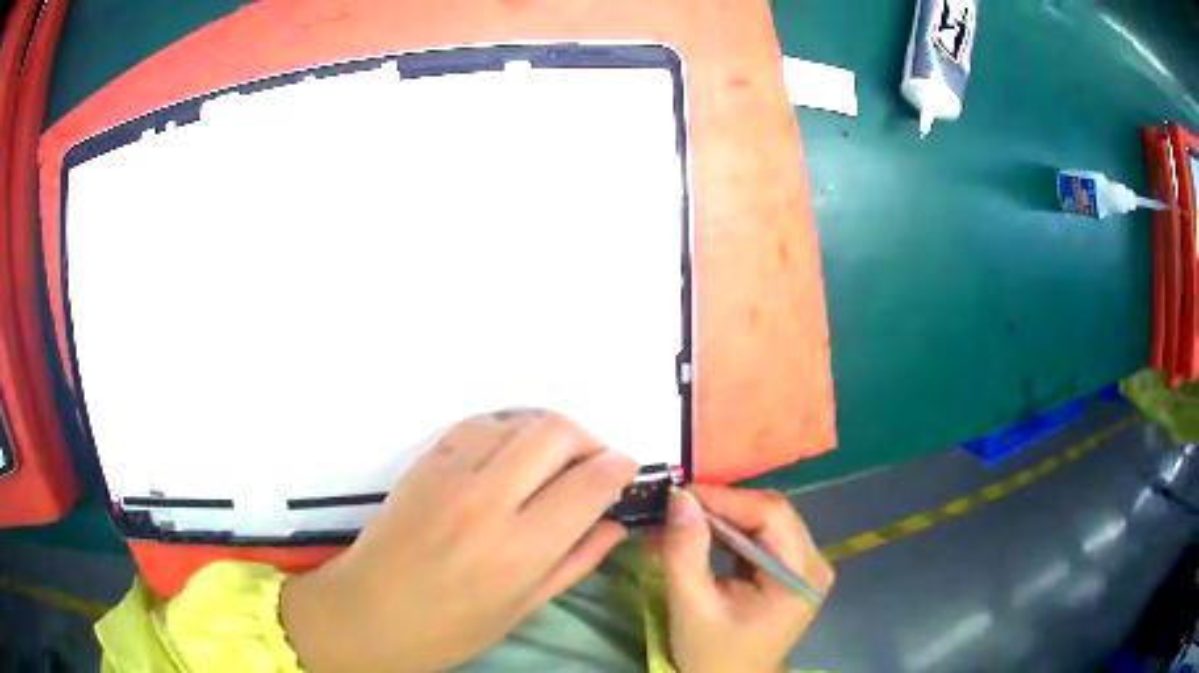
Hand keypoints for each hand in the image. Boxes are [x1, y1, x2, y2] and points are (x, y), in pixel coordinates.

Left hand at [280, 412, 637, 671]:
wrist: (368, 613)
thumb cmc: (448, 628)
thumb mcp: (521, 609)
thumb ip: (575, 563)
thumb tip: (615, 525)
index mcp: (521, 550)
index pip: (590, 483)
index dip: (619, 467)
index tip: (625, 469)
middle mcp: (489, 501)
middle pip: (557, 433)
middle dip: (588, 439)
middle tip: (591, 464)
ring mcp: (451, 475)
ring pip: (518, 421)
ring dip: (546, 434)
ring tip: (549, 463)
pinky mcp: (425, 463)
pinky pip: (477, 425)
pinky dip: (504, 432)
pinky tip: (506, 456)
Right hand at [659, 486, 834, 672]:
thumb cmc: (712, 653)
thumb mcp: (691, 606)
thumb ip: (685, 552)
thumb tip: (680, 497)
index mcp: (800, 576)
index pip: (772, 515)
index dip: (726, 498)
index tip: (680, 494)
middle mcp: (814, 563)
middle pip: (773, 513)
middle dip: (724, 506)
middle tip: (679, 506)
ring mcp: (807, 565)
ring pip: (768, 519)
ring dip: (726, 516)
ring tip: (686, 518)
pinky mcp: (793, 569)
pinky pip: (765, 535)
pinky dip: (732, 531)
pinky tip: (705, 534)